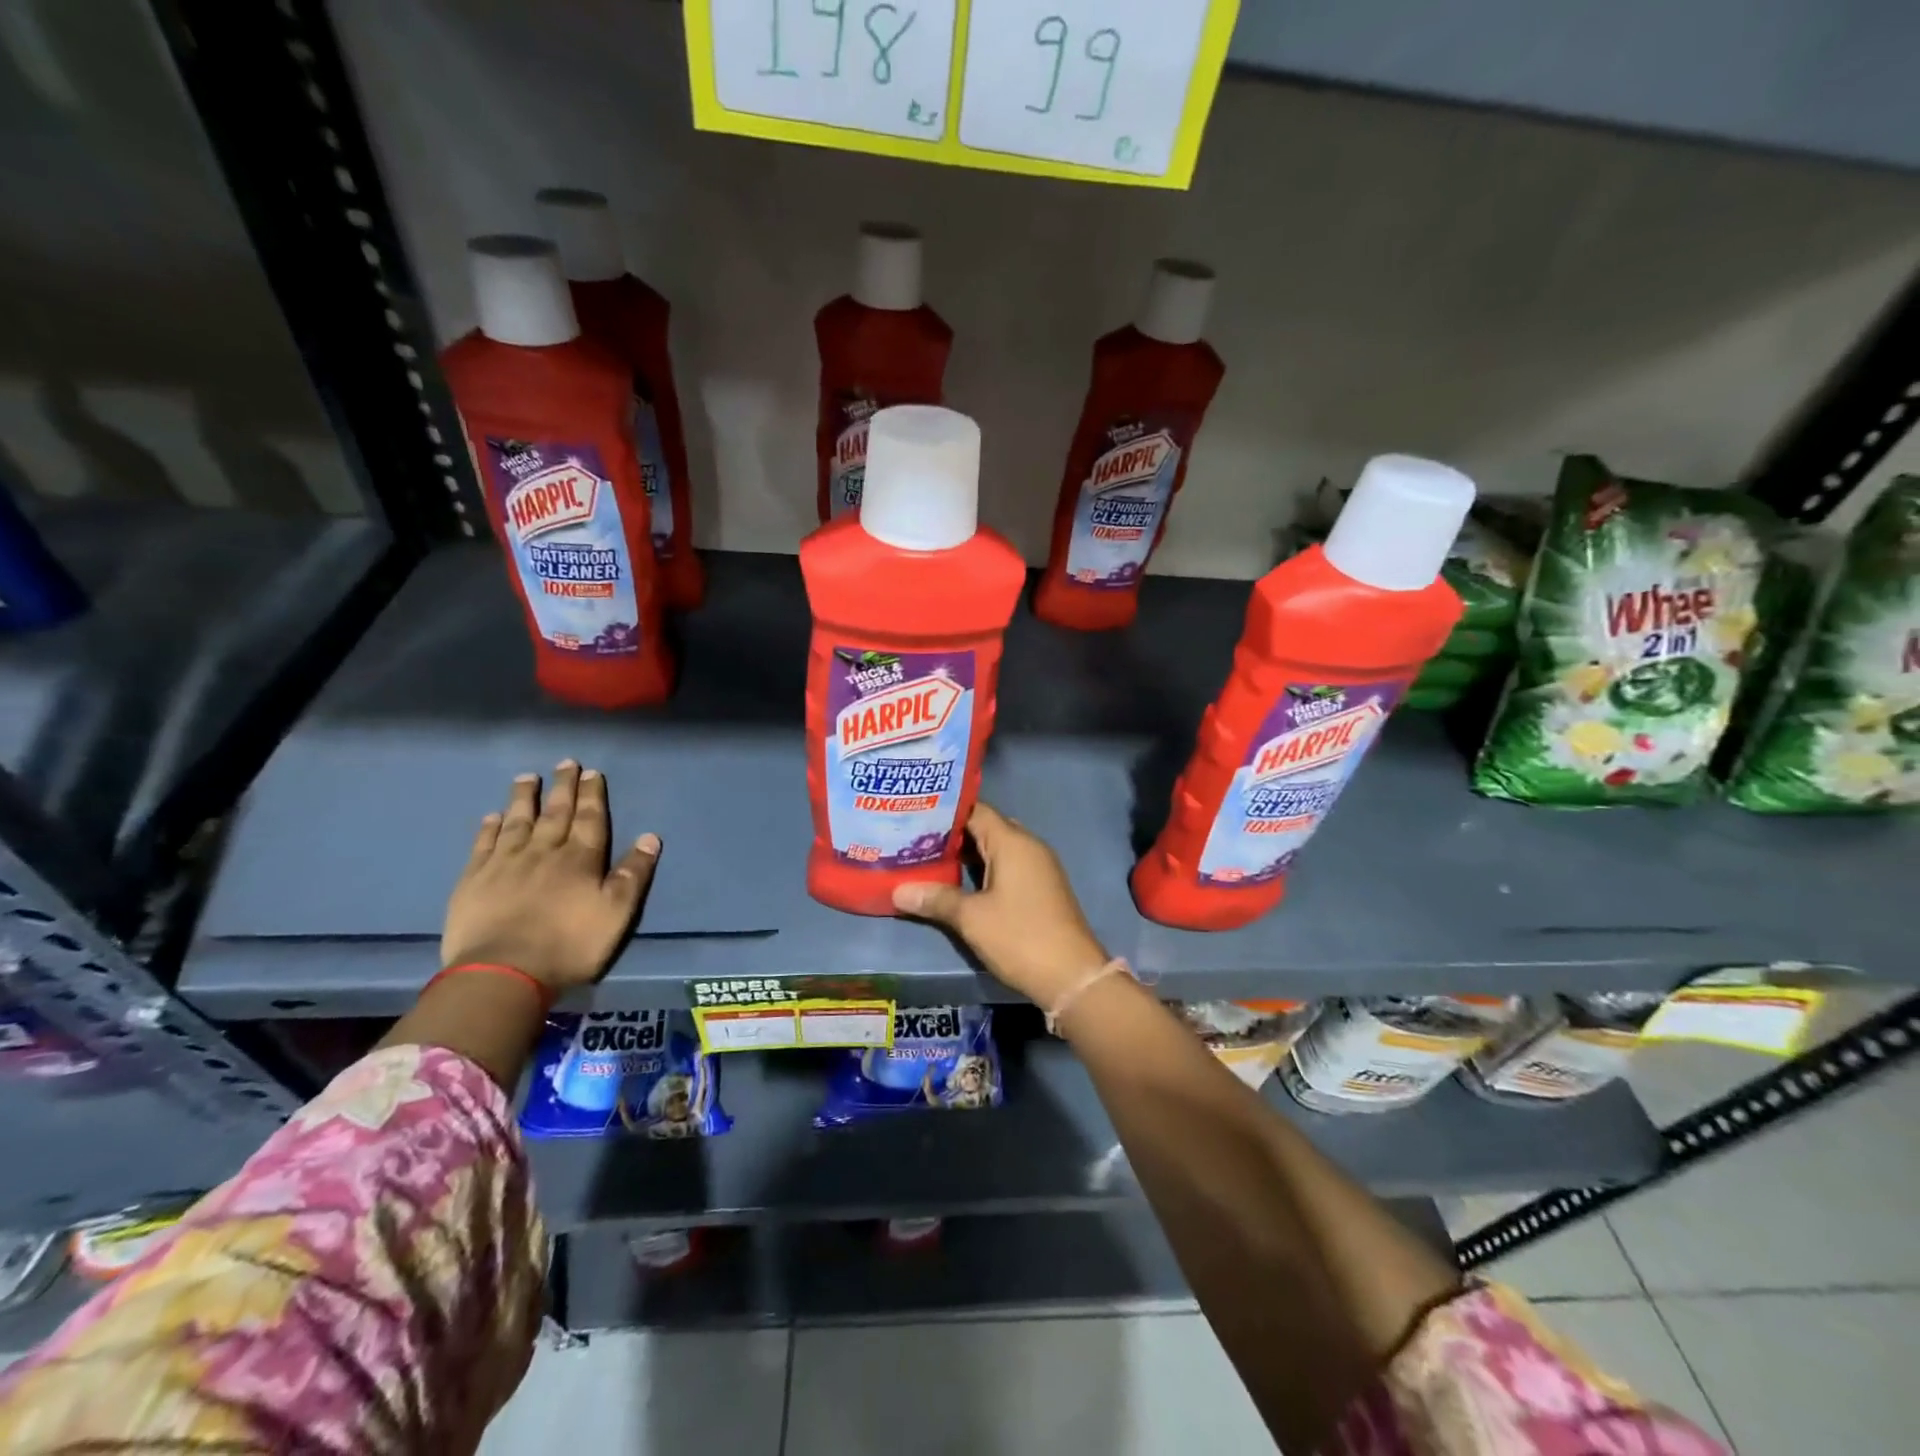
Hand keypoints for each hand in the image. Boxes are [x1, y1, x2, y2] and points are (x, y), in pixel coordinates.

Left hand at [441, 762, 659, 993]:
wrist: (503, 973)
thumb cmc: (569, 945)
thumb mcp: (617, 913)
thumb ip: (633, 874)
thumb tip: (650, 837)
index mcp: (580, 859)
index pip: (590, 819)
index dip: (592, 795)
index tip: (591, 772)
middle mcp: (544, 852)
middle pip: (555, 813)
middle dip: (563, 787)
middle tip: (565, 763)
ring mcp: (505, 864)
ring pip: (517, 822)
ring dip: (524, 799)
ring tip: (527, 778)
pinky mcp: (474, 881)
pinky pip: (483, 845)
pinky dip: (489, 828)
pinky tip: (492, 817)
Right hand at [891, 801, 1107, 1008]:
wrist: (1072, 976)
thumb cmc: (1020, 937)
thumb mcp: (972, 918)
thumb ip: (936, 898)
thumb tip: (897, 890)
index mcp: (1012, 842)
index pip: (975, 810)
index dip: (944, 811)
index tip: (913, 814)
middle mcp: (1028, 845)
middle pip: (985, 827)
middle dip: (952, 833)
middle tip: (913, 838)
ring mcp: (1038, 866)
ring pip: (996, 848)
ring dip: (967, 853)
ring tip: (928, 858)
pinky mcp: (1040, 887)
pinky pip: (1007, 865)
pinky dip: (983, 869)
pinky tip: (959, 882)